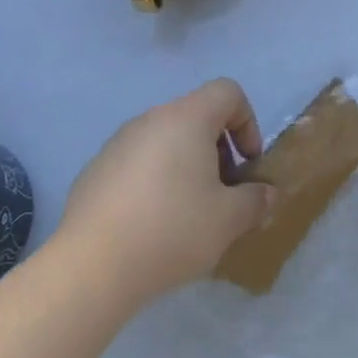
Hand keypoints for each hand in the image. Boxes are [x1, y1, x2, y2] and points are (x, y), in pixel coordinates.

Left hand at [53, 78, 274, 308]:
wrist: (92, 266)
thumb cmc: (172, 230)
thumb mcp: (229, 220)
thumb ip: (255, 200)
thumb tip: (265, 193)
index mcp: (187, 118)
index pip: (227, 92)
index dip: (248, 122)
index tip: (247, 164)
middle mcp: (150, 119)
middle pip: (196, 117)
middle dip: (218, 151)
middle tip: (222, 195)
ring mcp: (117, 143)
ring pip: (165, 141)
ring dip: (186, 167)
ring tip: (187, 214)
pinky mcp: (95, 169)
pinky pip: (137, 164)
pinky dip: (154, 182)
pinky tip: (150, 224)